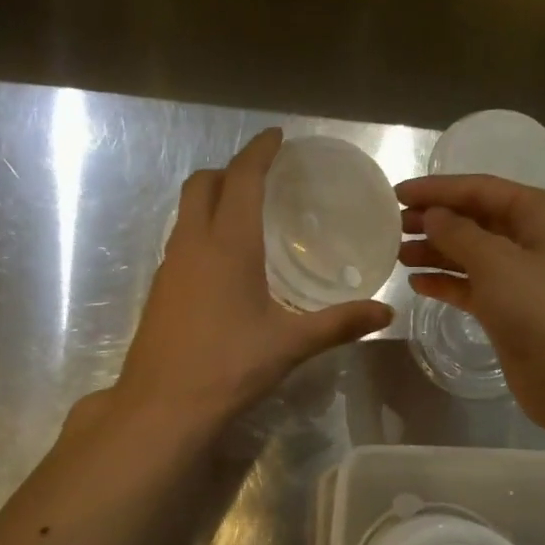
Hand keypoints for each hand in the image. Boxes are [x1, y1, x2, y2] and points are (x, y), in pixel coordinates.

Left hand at [116, 129, 392, 428]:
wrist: (163, 406)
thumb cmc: (229, 367)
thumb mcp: (290, 344)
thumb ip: (339, 324)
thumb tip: (386, 313)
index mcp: (228, 244)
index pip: (242, 178)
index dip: (259, 151)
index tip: (277, 137)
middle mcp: (192, 244)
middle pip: (201, 184)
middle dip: (229, 170)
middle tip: (261, 179)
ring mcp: (169, 266)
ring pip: (185, 212)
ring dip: (211, 200)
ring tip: (246, 217)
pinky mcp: (159, 290)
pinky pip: (180, 241)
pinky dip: (201, 231)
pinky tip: (223, 265)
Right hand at [398, 174, 544, 434]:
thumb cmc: (539, 309)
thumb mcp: (495, 262)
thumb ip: (458, 233)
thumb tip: (432, 216)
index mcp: (540, 213)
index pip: (481, 189)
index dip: (437, 190)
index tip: (396, 194)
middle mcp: (533, 238)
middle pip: (475, 219)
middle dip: (435, 220)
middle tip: (391, 226)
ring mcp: (521, 275)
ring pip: (470, 253)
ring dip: (435, 252)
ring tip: (396, 254)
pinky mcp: (509, 308)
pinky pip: (471, 285)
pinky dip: (446, 282)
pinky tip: (416, 283)